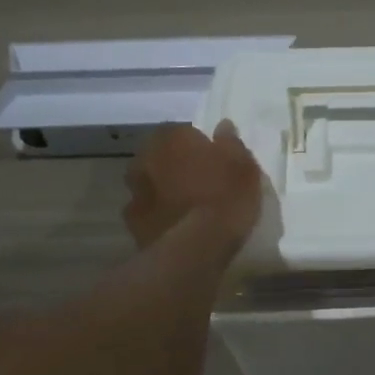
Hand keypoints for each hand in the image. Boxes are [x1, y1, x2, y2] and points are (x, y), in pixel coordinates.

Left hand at [123, 120, 263, 251]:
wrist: (195, 248)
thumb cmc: (224, 198)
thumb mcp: (243, 167)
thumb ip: (231, 143)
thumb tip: (223, 126)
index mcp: (171, 138)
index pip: (181, 131)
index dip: (196, 144)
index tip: (211, 158)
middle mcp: (145, 159)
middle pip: (160, 156)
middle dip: (174, 164)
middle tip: (197, 180)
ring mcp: (134, 191)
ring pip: (149, 183)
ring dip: (162, 189)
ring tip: (185, 205)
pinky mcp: (131, 223)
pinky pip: (146, 211)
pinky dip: (157, 214)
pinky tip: (175, 225)